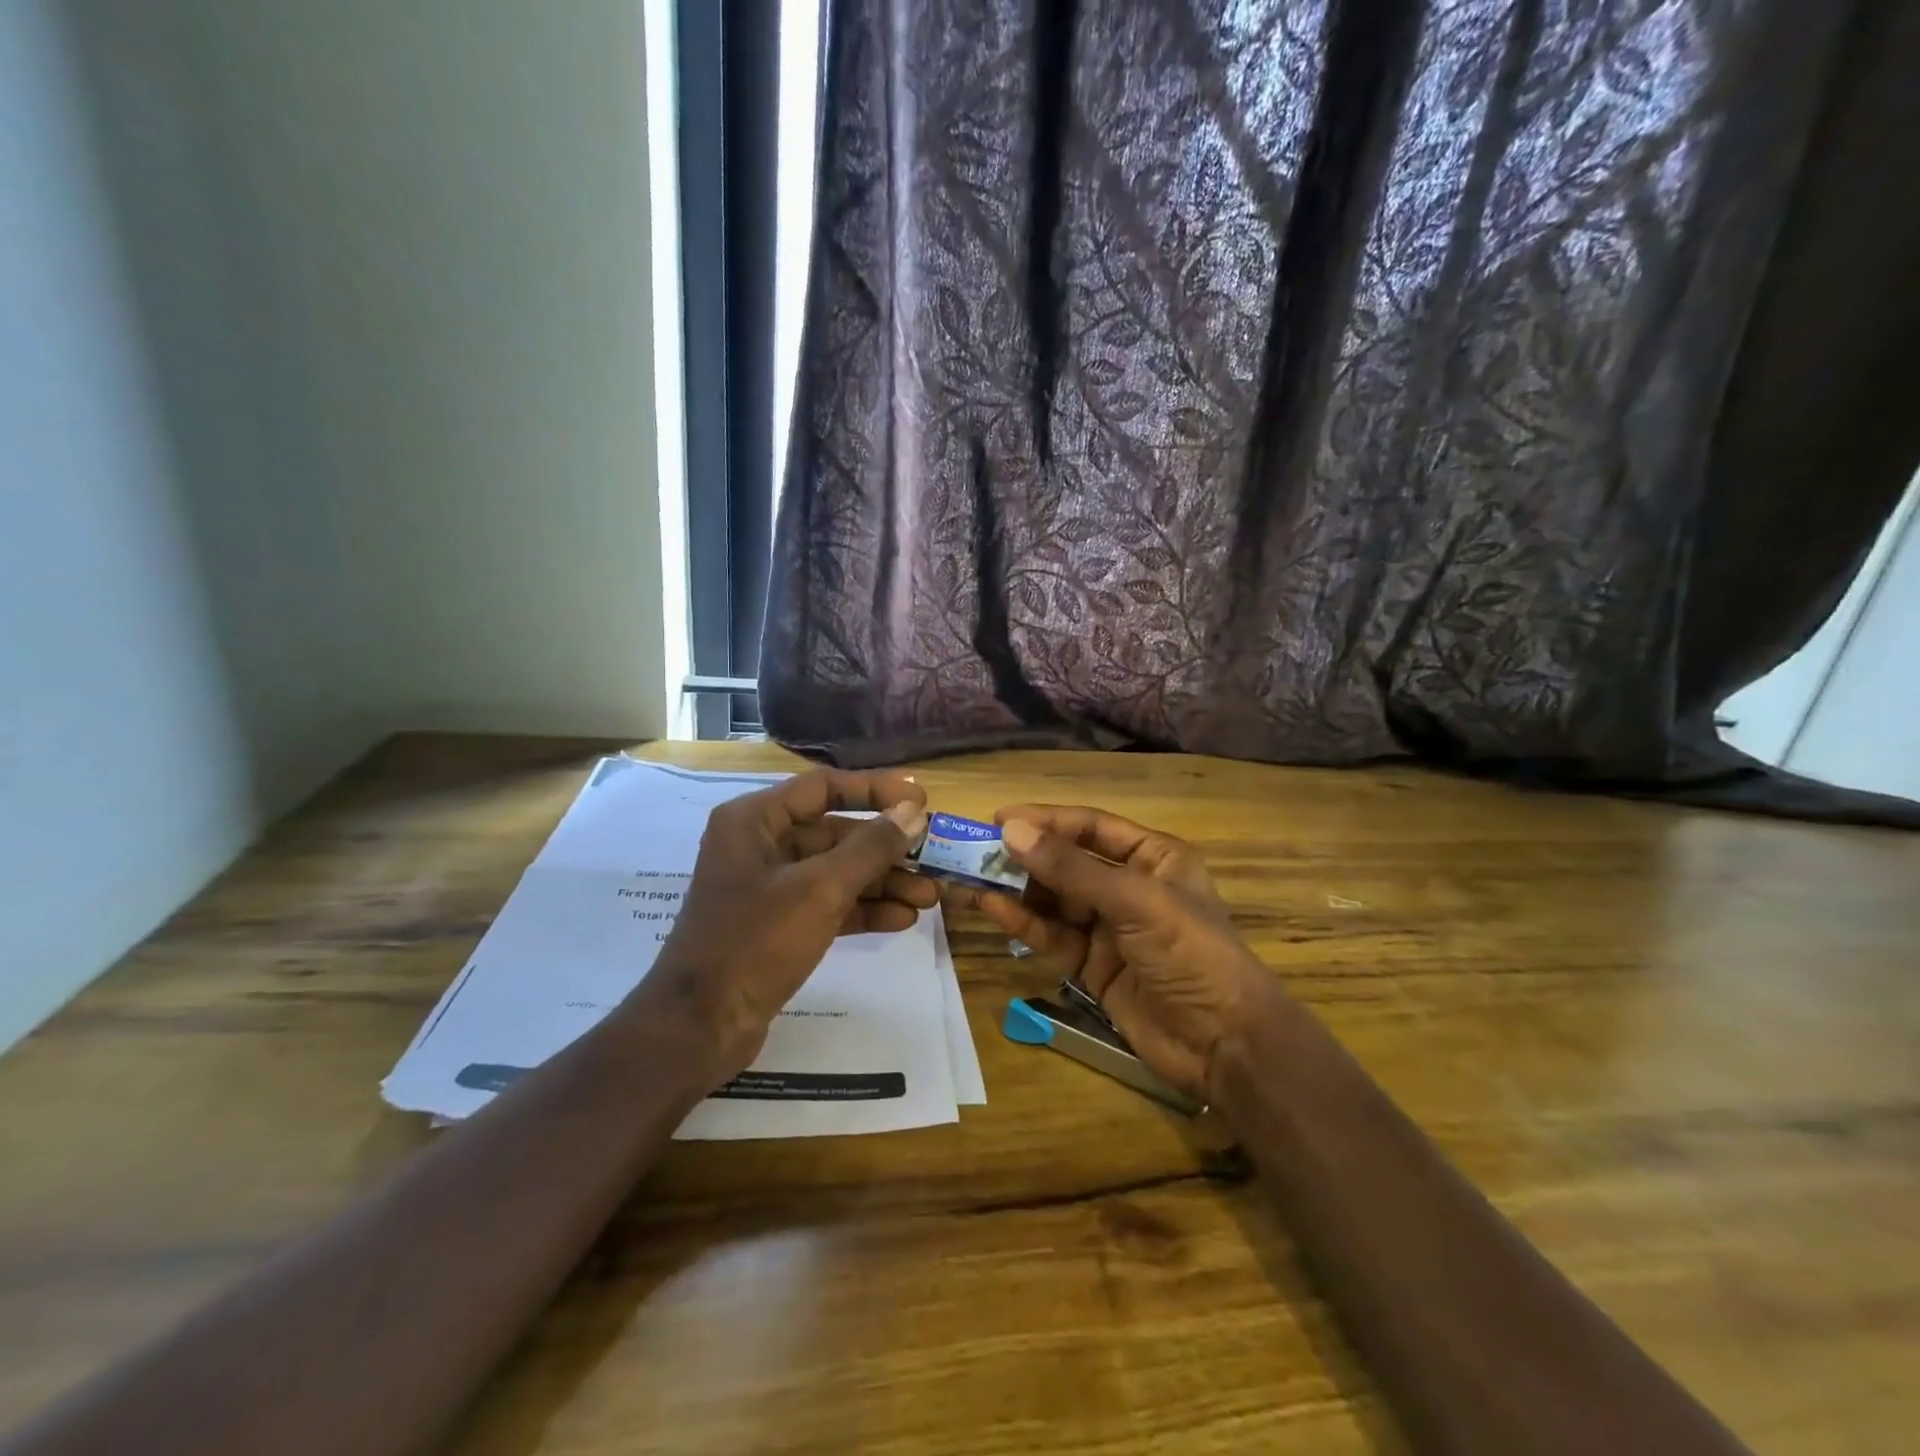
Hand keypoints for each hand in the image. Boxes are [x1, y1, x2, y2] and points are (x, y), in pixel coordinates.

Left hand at [641, 769, 933, 1083]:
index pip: (824, 787)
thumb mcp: (820, 889)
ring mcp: (768, 888)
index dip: (875, 790)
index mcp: (755, 820)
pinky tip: (902, 920)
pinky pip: (828, 904)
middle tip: (933, 858)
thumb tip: (914, 811)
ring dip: (882, 882)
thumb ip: (871, 847)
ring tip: (929, 897)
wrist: (698, 1028)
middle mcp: (760, 845)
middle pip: (835, 833)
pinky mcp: (777, 925)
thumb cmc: (755, 942)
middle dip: (886, 849)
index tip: (921, 800)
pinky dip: (862, 909)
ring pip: (836, 872)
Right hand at [943, 806, 1282, 1101]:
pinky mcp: (1092, 964)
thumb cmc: (1191, 953)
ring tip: (967, 878)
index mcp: (1153, 857)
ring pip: (1053, 899)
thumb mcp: (1135, 902)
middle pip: (1066, 862)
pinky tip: (989, 907)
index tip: (997, 819)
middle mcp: (1129, 886)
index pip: (1091, 827)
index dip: (1045, 820)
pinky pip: (1051, 934)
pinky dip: (1022, 921)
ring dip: (1014, 889)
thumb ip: (1071, 869)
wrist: (1225, 1044)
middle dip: (1023, 856)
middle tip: (972, 851)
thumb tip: (1010, 831)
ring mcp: (1109, 927)